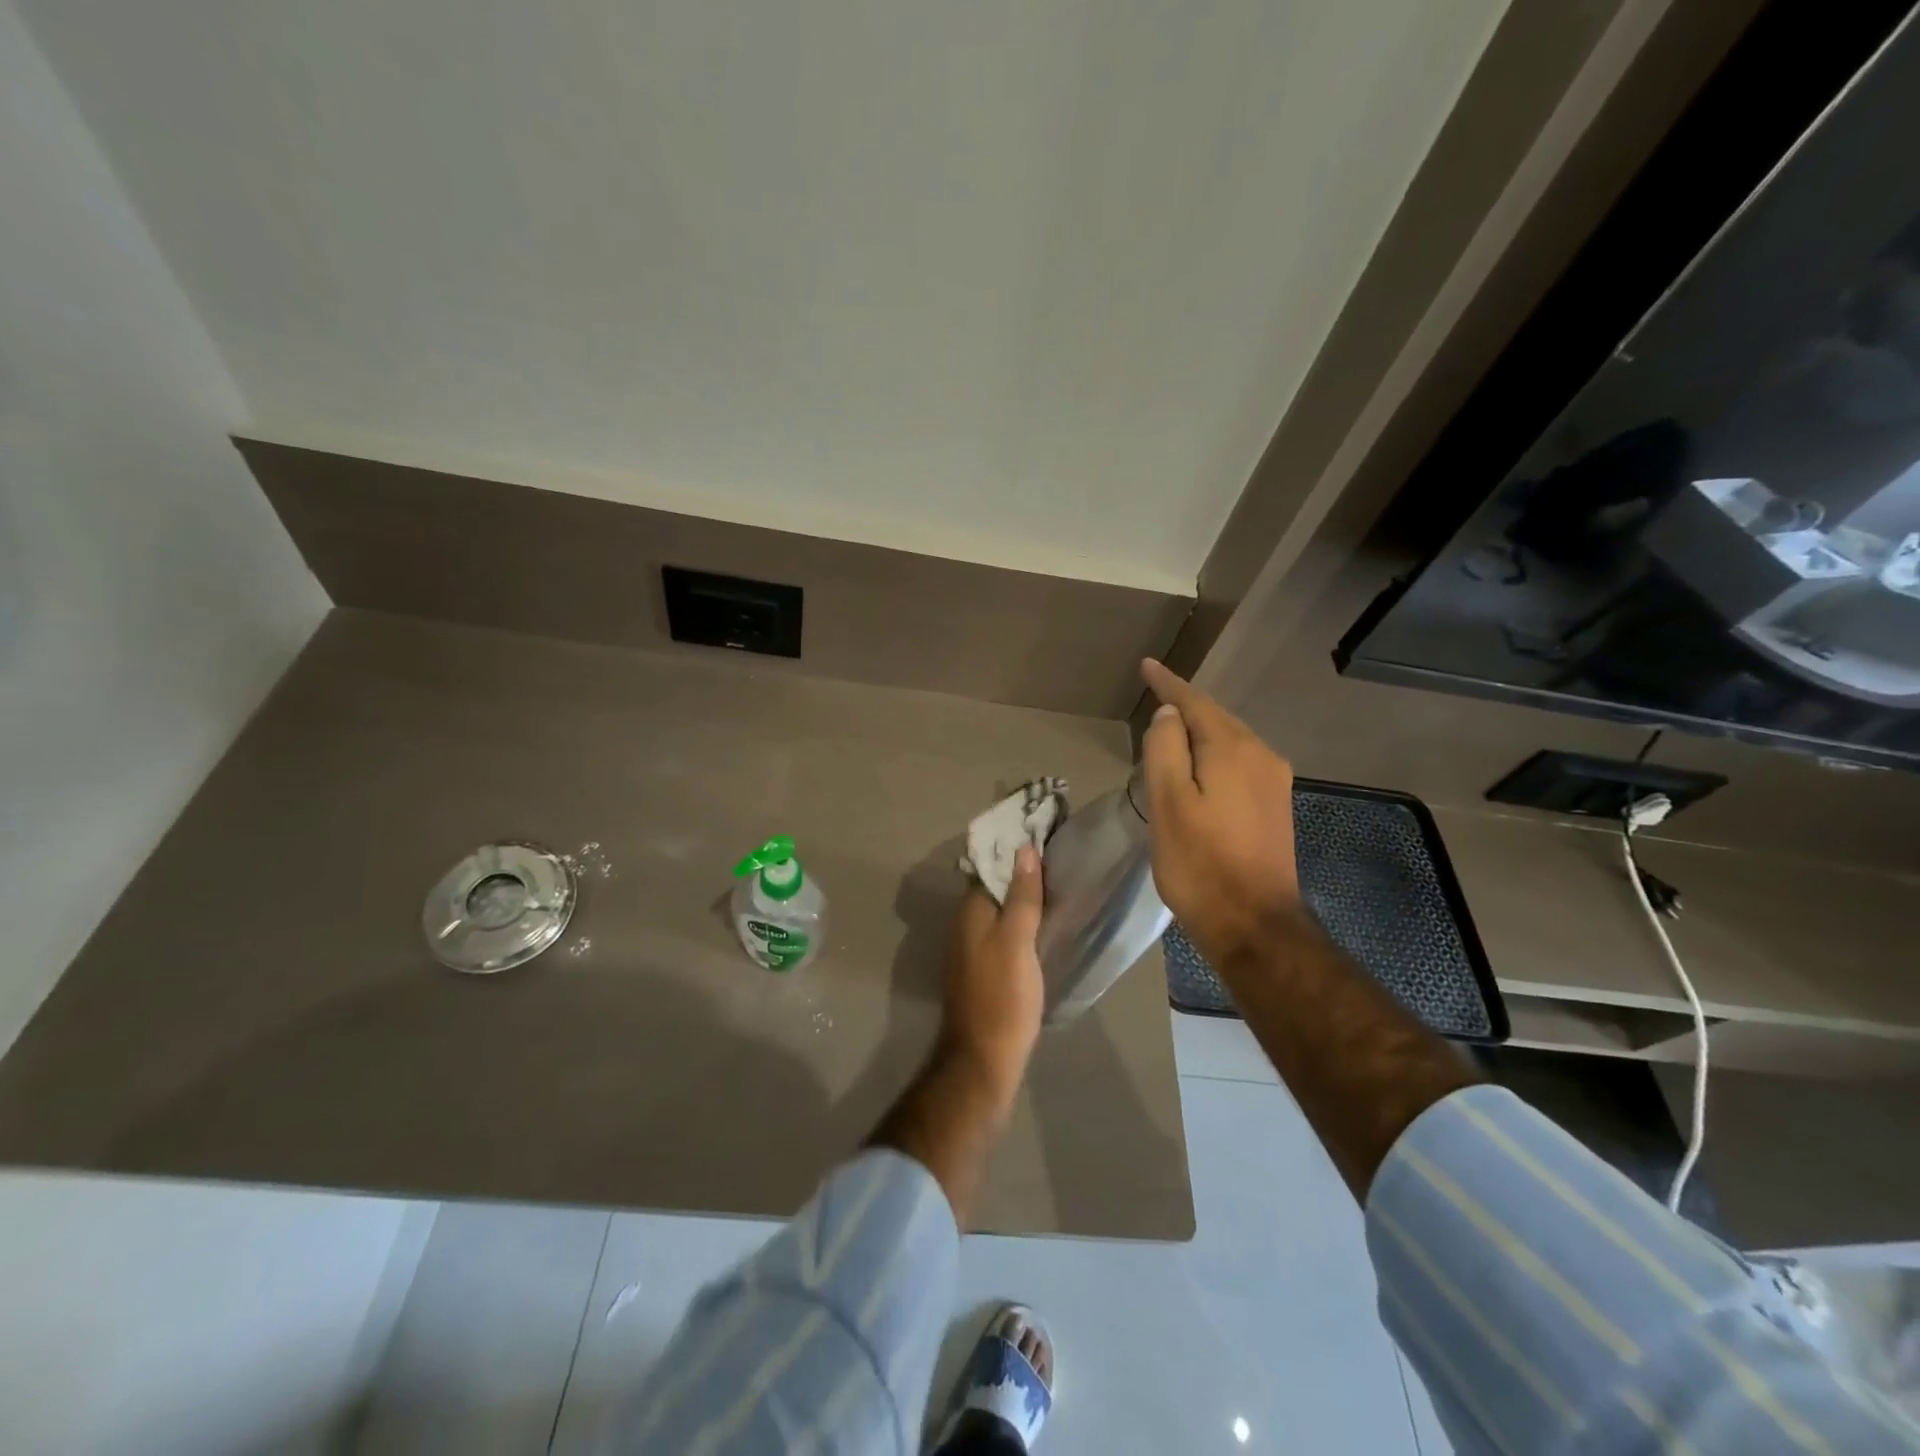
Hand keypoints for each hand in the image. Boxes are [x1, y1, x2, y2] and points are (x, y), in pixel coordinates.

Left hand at [940, 845, 1044, 1108]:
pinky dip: (1021, 920)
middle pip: (995, 887)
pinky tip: (1043, 923)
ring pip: (999, 909)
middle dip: (1021, 871)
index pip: (992, 866)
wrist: (984, 1058)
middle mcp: (965, 923)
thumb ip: (1021, 897)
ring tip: (1058, 883)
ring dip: (1022, 896)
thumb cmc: (1003, 996)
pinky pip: (1002, 930)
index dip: (1016, 851)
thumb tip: (1025, 850)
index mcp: (970, 911)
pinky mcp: (984, 968)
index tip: (1046, 836)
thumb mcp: (1016, 942)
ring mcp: (972, 947)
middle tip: (1059, 857)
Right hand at [1139, 659, 1300, 963]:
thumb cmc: (1200, 863)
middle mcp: (1261, 756)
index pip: (1195, 702)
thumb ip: (1165, 748)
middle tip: (1155, 694)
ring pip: (1230, 742)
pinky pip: (1239, 764)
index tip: (1147, 665)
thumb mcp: (1168, 802)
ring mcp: (1274, 783)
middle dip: (1185, 705)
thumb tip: (1170, 714)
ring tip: (1171, 729)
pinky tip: (1200, 768)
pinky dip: (1213, 756)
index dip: (1168, 683)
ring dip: (1200, 732)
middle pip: (1216, 719)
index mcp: (1233, 749)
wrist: (1255, 925)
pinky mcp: (1275, 808)